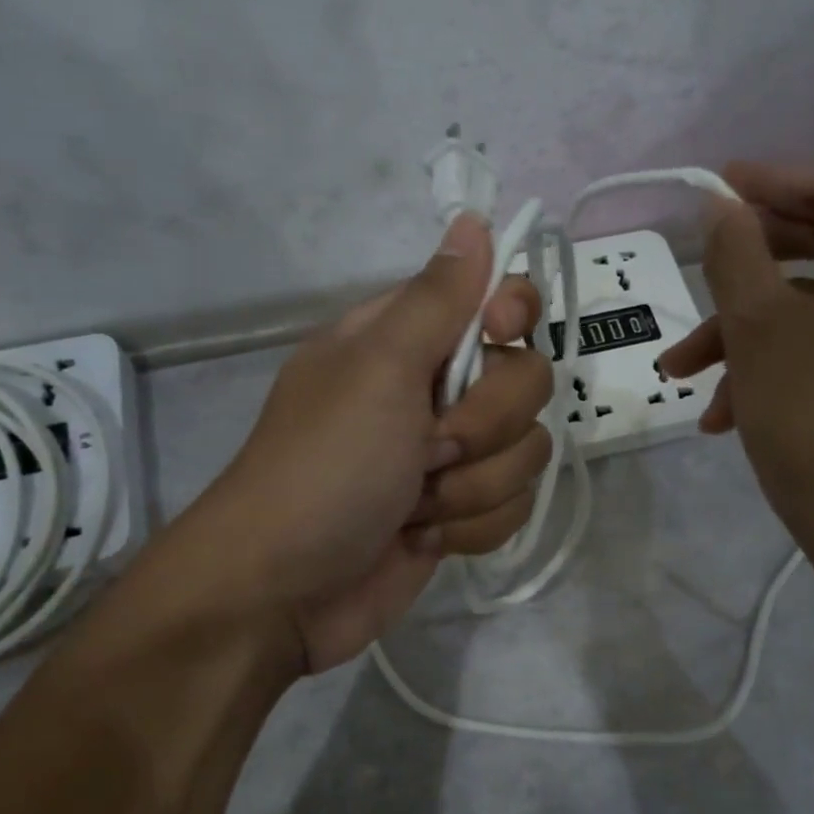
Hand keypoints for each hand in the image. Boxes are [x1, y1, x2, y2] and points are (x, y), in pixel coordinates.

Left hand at [168, 214, 551, 673]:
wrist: (285, 592)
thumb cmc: (324, 468)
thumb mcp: (377, 370)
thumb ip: (436, 299)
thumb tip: (472, 220)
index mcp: (409, 340)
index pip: (497, 299)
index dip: (512, 315)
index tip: (498, 338)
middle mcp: (436, 389)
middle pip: (527, 380)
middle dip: (484, 427)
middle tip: (428, 449)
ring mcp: (451, 455)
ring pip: (527, 450)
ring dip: (473, 488)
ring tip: (415, 505)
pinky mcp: (462, 511)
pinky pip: (515, 504)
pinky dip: (471, 526)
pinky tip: (425, 536)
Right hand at [659, 162, 813, 598]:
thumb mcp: (762, 328)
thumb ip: (737, 253)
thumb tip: (722, 206)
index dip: (770, 184)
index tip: (715, 183)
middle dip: (753, 269)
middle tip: (700, 263)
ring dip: (753, 335)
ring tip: (685, 373)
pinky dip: (785, 366)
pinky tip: (724, 411)